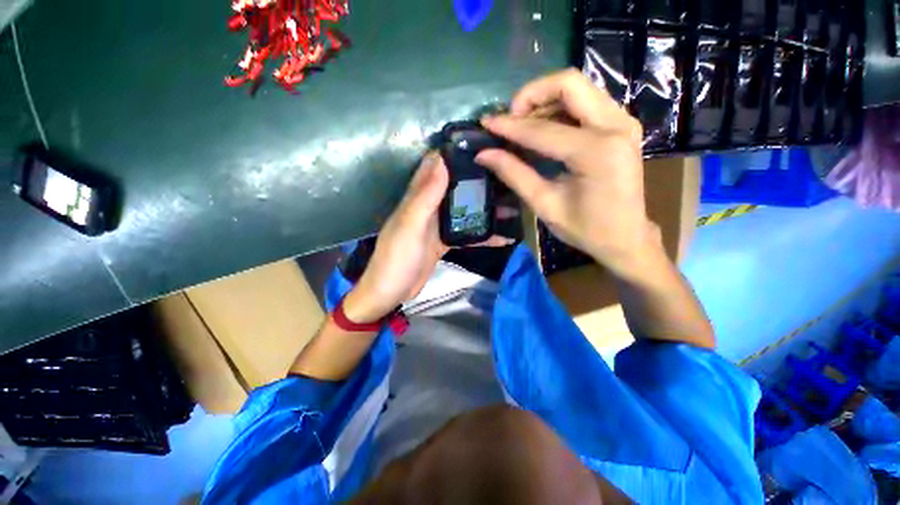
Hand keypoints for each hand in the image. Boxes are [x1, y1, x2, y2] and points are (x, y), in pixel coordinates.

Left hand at [344, 153, 510, 322]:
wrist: (391, 293)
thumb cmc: (396, 259)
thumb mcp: (410, 227)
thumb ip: (425, 196)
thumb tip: (442, 161)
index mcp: (416, 199)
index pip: (434, 167)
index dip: (453, 154)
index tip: (480, 143)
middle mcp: (427, 208)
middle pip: (454, 188)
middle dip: (476, 180)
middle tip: (505, 173)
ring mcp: (436, 226)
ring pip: (463, 210)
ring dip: (483, 208)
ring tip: (511, 203)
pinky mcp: (443, 243)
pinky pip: (465, 234)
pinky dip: (482, 235)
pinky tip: (502, 237)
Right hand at [475, 69, 658, 277]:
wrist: (626, 237)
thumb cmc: (585, 229)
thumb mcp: (545, 205)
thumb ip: (514, 174)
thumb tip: (484, 154)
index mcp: (596, 152)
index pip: (542, 130)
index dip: (510, 126)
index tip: (486, 124)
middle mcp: (615, 126)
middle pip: (569, 83)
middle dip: (532, 95)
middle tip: (511, 119)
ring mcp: (623, 121)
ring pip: (579, 88)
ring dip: (546, 100)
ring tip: (523, 126)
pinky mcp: (622, 125)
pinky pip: (587, 101)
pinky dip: (561, 108)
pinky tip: (544, 129)